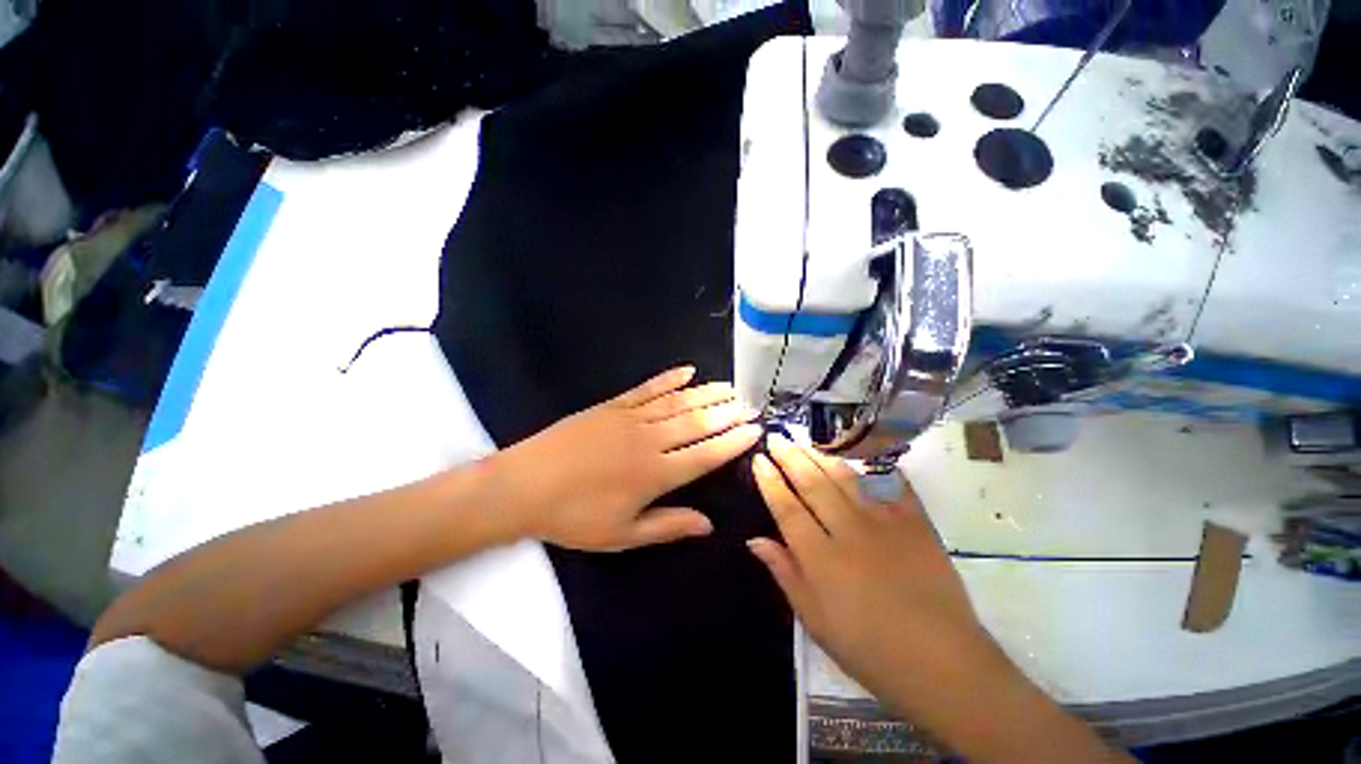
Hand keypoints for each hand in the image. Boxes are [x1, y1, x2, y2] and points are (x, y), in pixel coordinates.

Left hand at [498, 366, 762, 551]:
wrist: (523, 485)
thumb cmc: (573, 517)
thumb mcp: (621, 535)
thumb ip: (668, 526)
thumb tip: (709, 525)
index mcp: (654, 474)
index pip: (705, 454)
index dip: (732, 442)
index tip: (754, 430)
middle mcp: (649, 441)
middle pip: (697, 422)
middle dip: (728, 413)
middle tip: (751, 404)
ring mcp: (630, 418)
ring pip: (678, 402)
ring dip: (707, 393)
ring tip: (730, 387)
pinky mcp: (612, 405)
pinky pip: (647, 389)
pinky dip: (669, 378)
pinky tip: (687, 370)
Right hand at [748, 435, 997, 702]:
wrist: (943, 663)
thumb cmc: (869, 650)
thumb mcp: (815, 621)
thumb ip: (785, 573)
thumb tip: (754, 539)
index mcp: (821, 558)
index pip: (786, 508)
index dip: (770, 481)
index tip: (759, 459)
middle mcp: (849, 531)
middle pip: (812, 484)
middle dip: (790, 457)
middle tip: (776, 437)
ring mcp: (885, 522)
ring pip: (845, 478)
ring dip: (820, 455)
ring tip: (804, 440)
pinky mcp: (915, 522)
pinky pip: (889, 484)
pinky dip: (872, 466)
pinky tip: (858, 453)